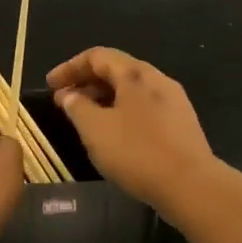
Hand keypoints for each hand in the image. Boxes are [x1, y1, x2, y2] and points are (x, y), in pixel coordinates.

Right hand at [47, 47, 218, 213]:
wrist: (191, 186)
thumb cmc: (137, 152)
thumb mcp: (95, 129)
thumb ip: (77, 107)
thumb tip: (68, 94)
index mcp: (135, 74)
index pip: (97, 56)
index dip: (70, 67)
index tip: (50, 85)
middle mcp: (157, 80)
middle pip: (117, 70)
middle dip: (87, 82)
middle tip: (64, 101)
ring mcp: (174, 102)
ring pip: (132, 90)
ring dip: (104, 98)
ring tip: (85, 119)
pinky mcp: (181, 124)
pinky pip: (144, 108)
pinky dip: (122, 112)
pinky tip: (114, 135)